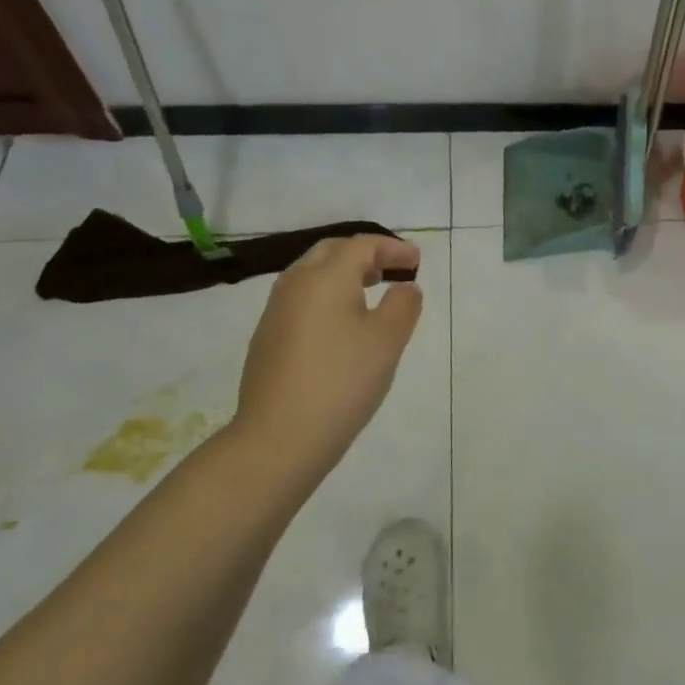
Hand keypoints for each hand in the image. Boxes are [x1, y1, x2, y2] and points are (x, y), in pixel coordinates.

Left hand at [233, 235, 422, 480]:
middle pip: (331, 252)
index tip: (417, 263)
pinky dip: (326, 296)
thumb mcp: (388, 340)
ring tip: (369, 292)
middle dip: (364, 254)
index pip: (362, 245)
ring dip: (342, 274)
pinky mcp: (267, 338)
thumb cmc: (341, 381)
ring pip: (311, 274)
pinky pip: (301, 299)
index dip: (393, 248)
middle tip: (391, 269)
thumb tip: (404, 287)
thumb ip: (403, 304)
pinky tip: (341, 325)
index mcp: (326, 277)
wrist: (277, 439)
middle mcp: (296, 284)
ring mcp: (275, 311)